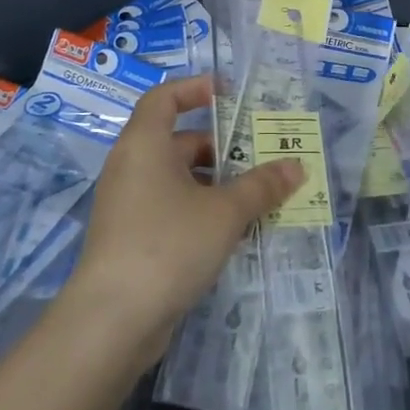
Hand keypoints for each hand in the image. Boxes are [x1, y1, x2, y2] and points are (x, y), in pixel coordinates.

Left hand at [63, 76, 301, 363]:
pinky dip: (202, 211)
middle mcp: (132, 167)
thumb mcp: (224, 212)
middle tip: (262, 155)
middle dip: (222, 147)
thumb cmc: (168, 244)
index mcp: (145, 145)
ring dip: (217, 184)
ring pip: (179, 180)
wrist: (113, 320)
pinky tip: (235, 231)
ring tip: (259, 195)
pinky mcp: (132, 239)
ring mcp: (129, 205)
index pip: (164, 97)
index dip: (196, 89)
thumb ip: (262, 186)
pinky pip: (172, 209)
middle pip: (179, 141)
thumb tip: (296, 166)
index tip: (230, 95)